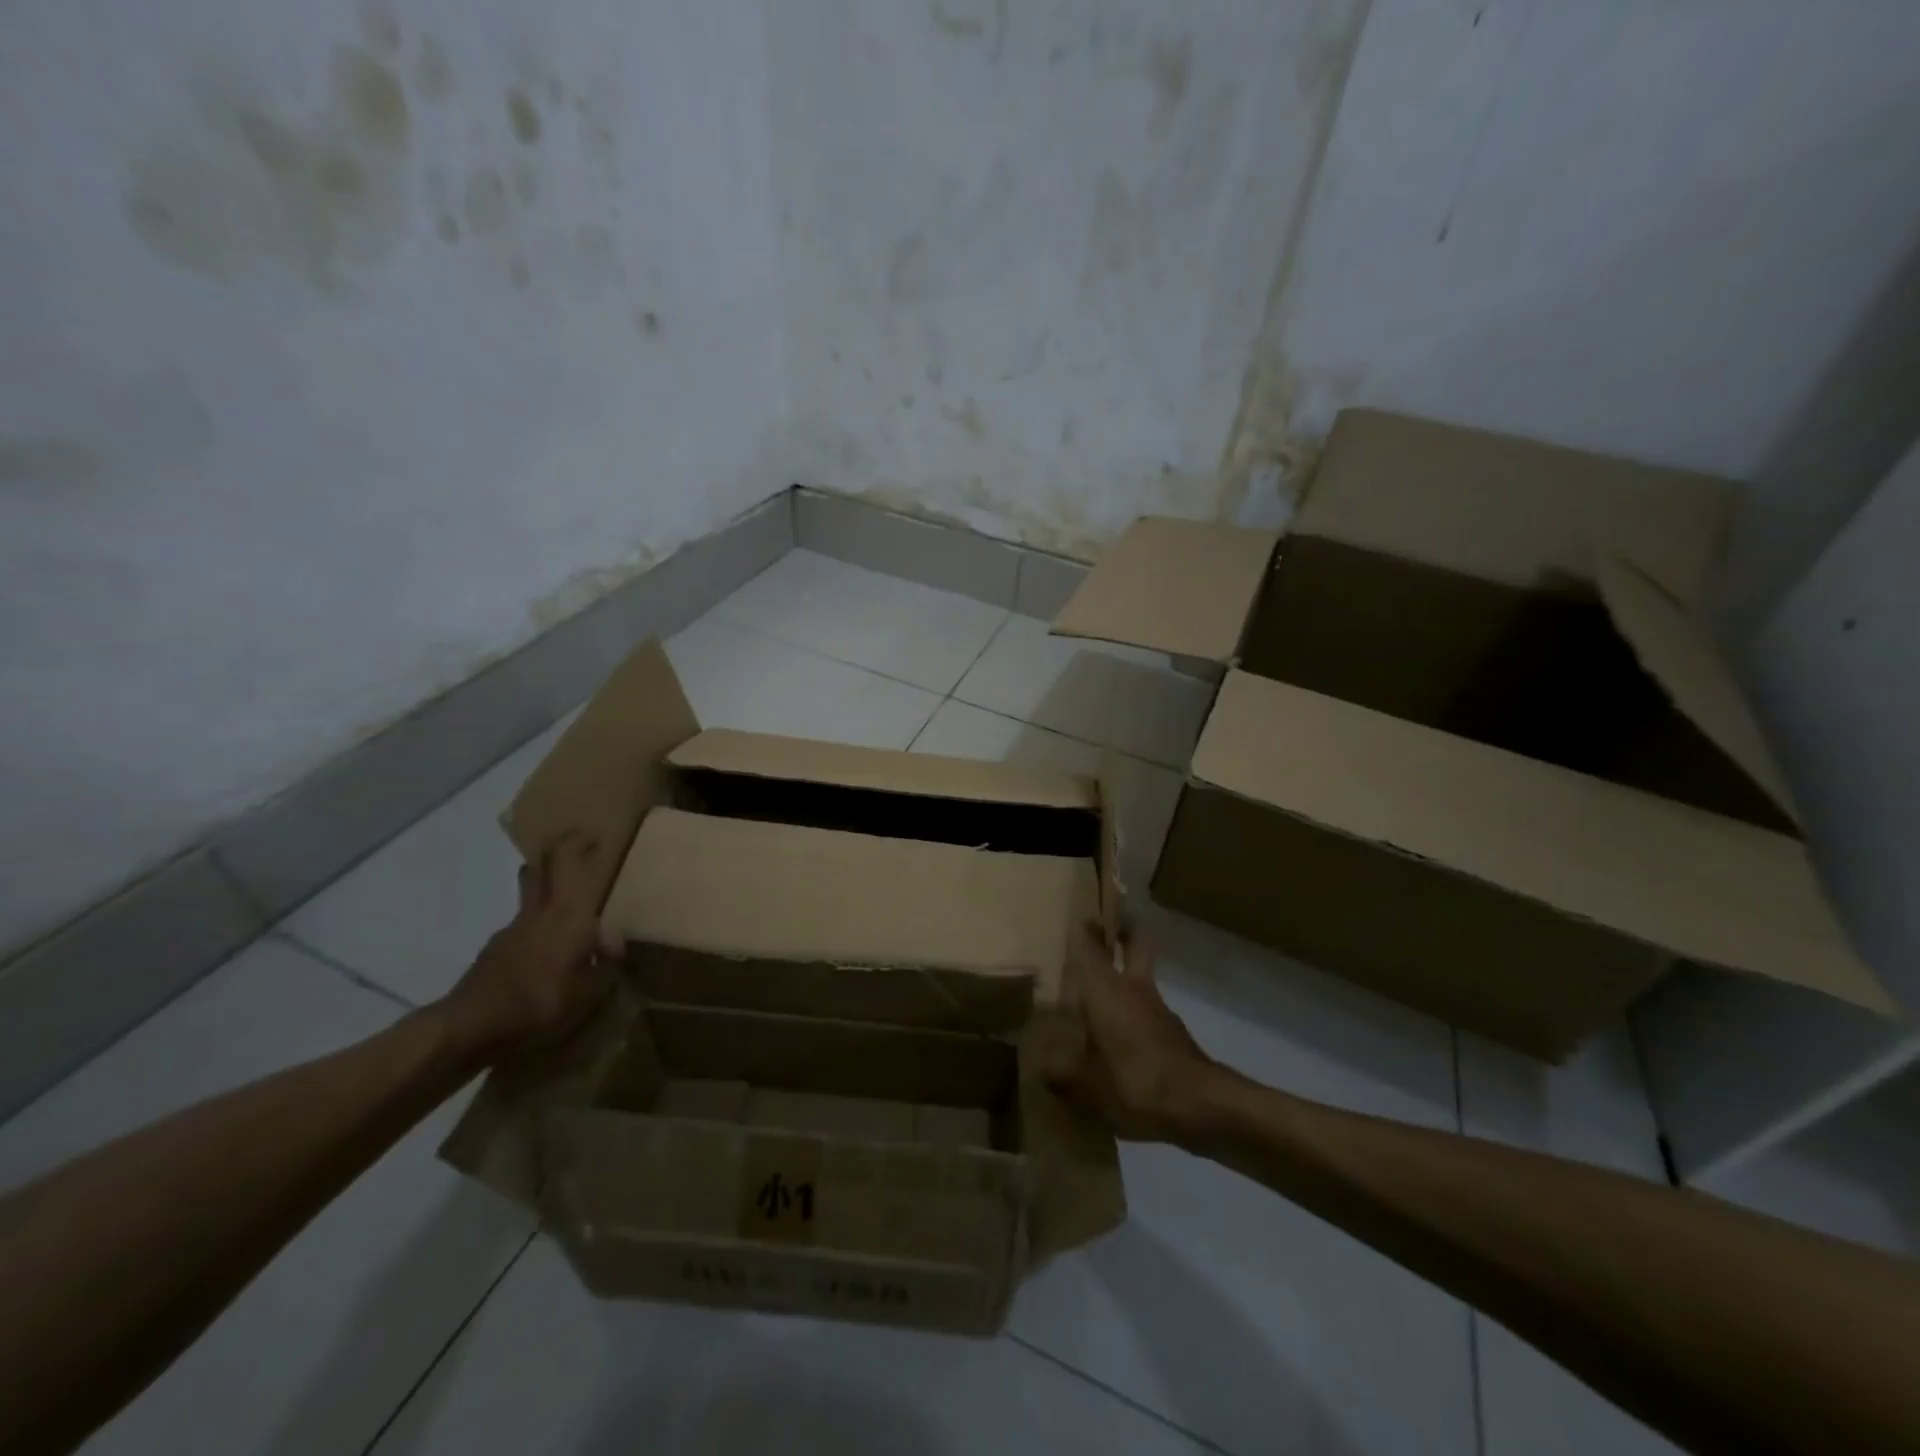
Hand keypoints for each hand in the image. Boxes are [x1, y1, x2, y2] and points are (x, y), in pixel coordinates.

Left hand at [440, 832, 613, 1061]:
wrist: (467, 1029)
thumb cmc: (539, 1002)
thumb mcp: (590, 994)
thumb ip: (607, 970)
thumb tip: (615, 955)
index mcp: (567, 912)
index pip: (565, 858)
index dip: (577, 841)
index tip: (594, 838)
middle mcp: (538, 912)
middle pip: (540, 867)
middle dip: (558, 857)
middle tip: (581, 860)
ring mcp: (510, 931)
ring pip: (530, 898)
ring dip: (548, 894)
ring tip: (572, 919)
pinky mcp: (493, 954)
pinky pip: (523, 930)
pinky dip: (538, 932)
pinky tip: (549, 961)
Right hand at [1047, 918, 1223, 1144]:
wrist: (1202, 1105)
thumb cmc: (1137, 1082)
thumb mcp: (1088, 1088)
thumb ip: (1062, 1075)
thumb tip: (1044, 1070)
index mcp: (1106, 990)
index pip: (1091, 946)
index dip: (1084, 929)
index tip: (1077, 916)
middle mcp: (1132, 988)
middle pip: (1134, 943)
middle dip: (1123, 929)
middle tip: (1104, 927)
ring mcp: (1157, 1008)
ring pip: (1140, 976)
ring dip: (1125, 973)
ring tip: (1098, 991)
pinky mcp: (1173, 1032)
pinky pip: (1146, 1009)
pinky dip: (1133, 1010)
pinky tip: (1118, 1037)